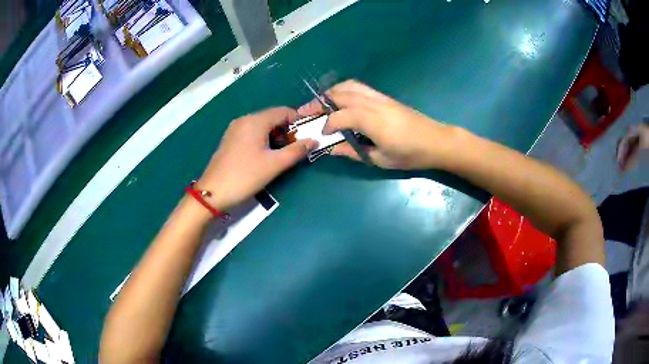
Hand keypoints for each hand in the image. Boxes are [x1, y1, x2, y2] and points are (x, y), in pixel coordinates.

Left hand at [196, 107, 316, 209]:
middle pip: (272, 117)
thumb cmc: (245, 176)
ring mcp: (235, 129)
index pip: (283, 111)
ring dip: (276, 136)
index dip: (299, 121)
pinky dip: (263, 140)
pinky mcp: (230, 140)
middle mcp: (244, 120)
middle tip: (297, 147)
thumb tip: (314, 140)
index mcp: (255, 121)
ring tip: (284, 153)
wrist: (212, 193)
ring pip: (262, 126)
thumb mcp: (274, 164)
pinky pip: (252, 133)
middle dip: (287, 130)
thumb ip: (296, 151)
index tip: (309, 135)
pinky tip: (266, 155)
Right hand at [298, 80, 455, 169]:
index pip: (340, 116)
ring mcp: (379, 97)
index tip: (322, 135)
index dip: (327, 124)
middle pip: (340, 94)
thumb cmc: (410, 154)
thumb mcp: (380, 159)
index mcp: (372, 121)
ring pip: (349, 86)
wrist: (436, 141)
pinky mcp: (384, 96)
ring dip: (331, 92)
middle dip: (320, 102)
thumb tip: (331, 148)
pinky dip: (344, 89)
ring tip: (320, 103)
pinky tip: (340, 99)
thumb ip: (353, 151)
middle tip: (305, 111)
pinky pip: (359, 87)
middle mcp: (373, 103)